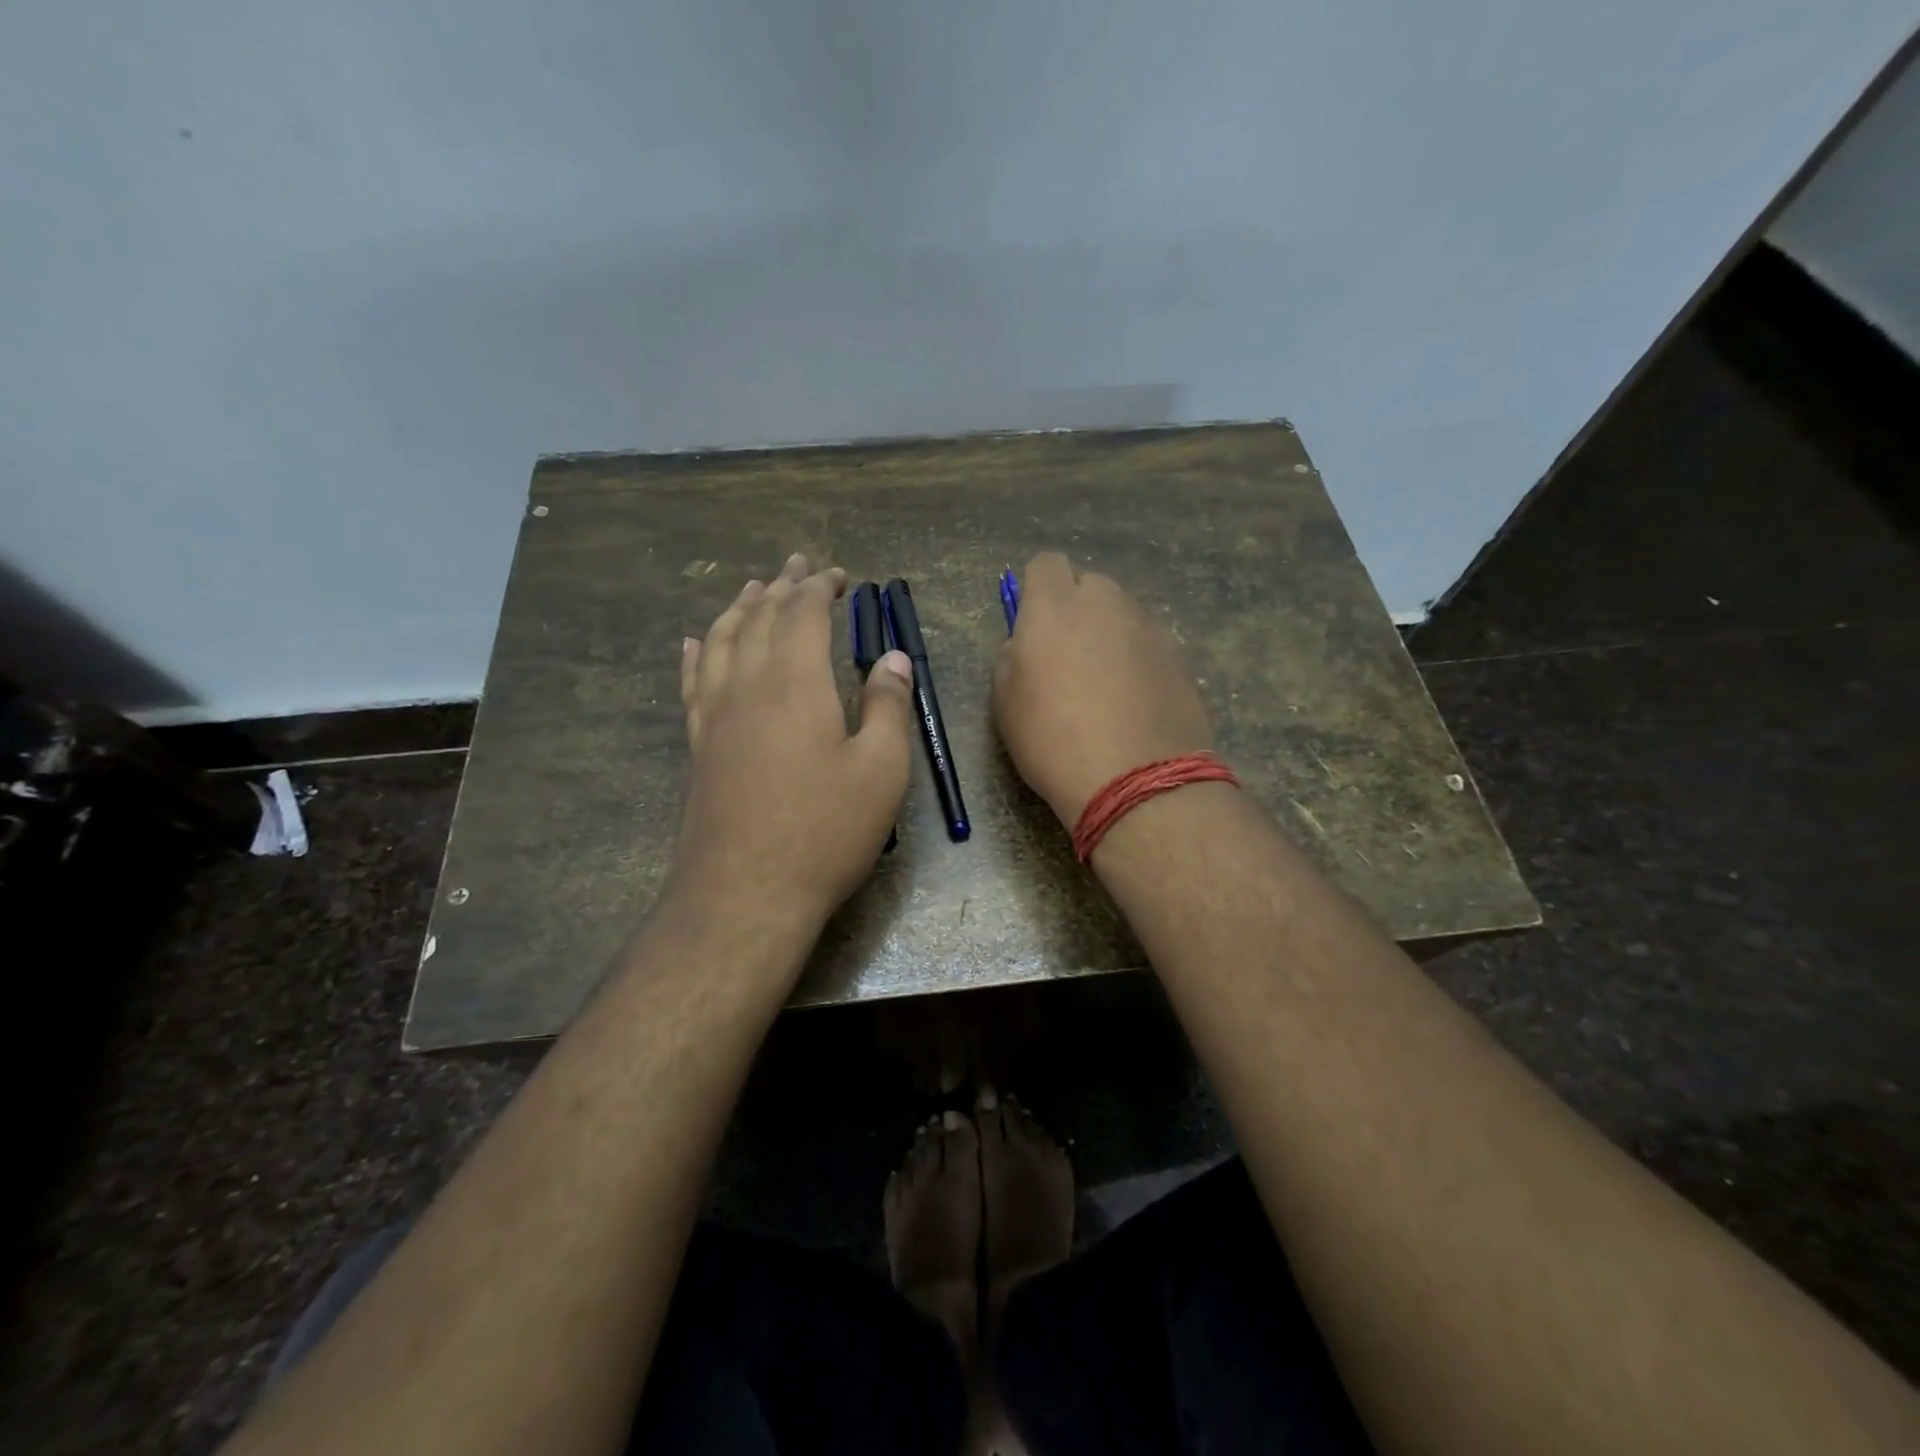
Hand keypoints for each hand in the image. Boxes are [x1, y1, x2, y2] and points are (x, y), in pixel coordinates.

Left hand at [674, 553, 915, 924]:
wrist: (745, 894)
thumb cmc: (824, 831)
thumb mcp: (880, 770)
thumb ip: (886, 706)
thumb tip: (891, 658)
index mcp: (795, 683)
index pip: (803, 614)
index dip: (821, 588)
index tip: (840, 575)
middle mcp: (748, 686)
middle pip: (760, 619)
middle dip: (782, 586)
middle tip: (797, 564)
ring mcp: (715, 716)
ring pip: (721, 642)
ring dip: (739, 609)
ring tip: (752, 588)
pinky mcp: (698, 746)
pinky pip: (693, 683)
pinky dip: (697, 654)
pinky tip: (694, 642)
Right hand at [992, 553, 1213, 826]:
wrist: (1135, 781)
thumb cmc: (1053, 741)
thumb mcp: (1005, 702)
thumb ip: (1013, 656)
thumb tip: (1028, 644)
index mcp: (1054, 607)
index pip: (1046, 564)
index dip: (1037, 590)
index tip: (1033, 626)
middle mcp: (1106, 604)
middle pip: (1090, 586)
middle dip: (1078, 611)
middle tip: (1069, 660)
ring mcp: (1149, 628)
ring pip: (1123, 615)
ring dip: (1110, 636)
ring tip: (1106, 688)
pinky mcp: (1180, 656)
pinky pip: (1149, 645)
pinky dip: (1138, 662)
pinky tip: (1135, 704)